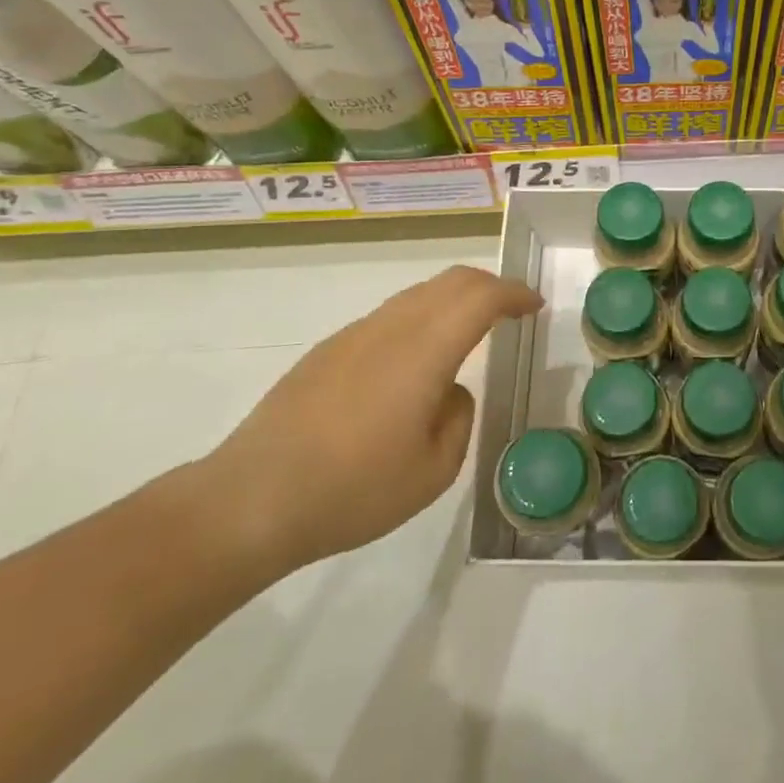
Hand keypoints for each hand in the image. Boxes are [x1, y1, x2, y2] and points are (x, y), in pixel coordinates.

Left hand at [204, 266, 542, 576]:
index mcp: (423, 351)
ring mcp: (353, 335)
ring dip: (452, 300)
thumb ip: (458, 417)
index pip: (480, 297)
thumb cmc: (352, 490)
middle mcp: (390, 328)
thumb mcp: (432, 471)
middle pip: (450, 281)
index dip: (513, 294)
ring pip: (417, 295)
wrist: (249, 501)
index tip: (534, 305)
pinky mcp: (326, 352)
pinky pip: (389, 317)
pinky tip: (415, 362)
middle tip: (511, 309)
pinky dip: (421, 318)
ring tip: (469, 331)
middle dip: (488, 286)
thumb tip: (449, 391)